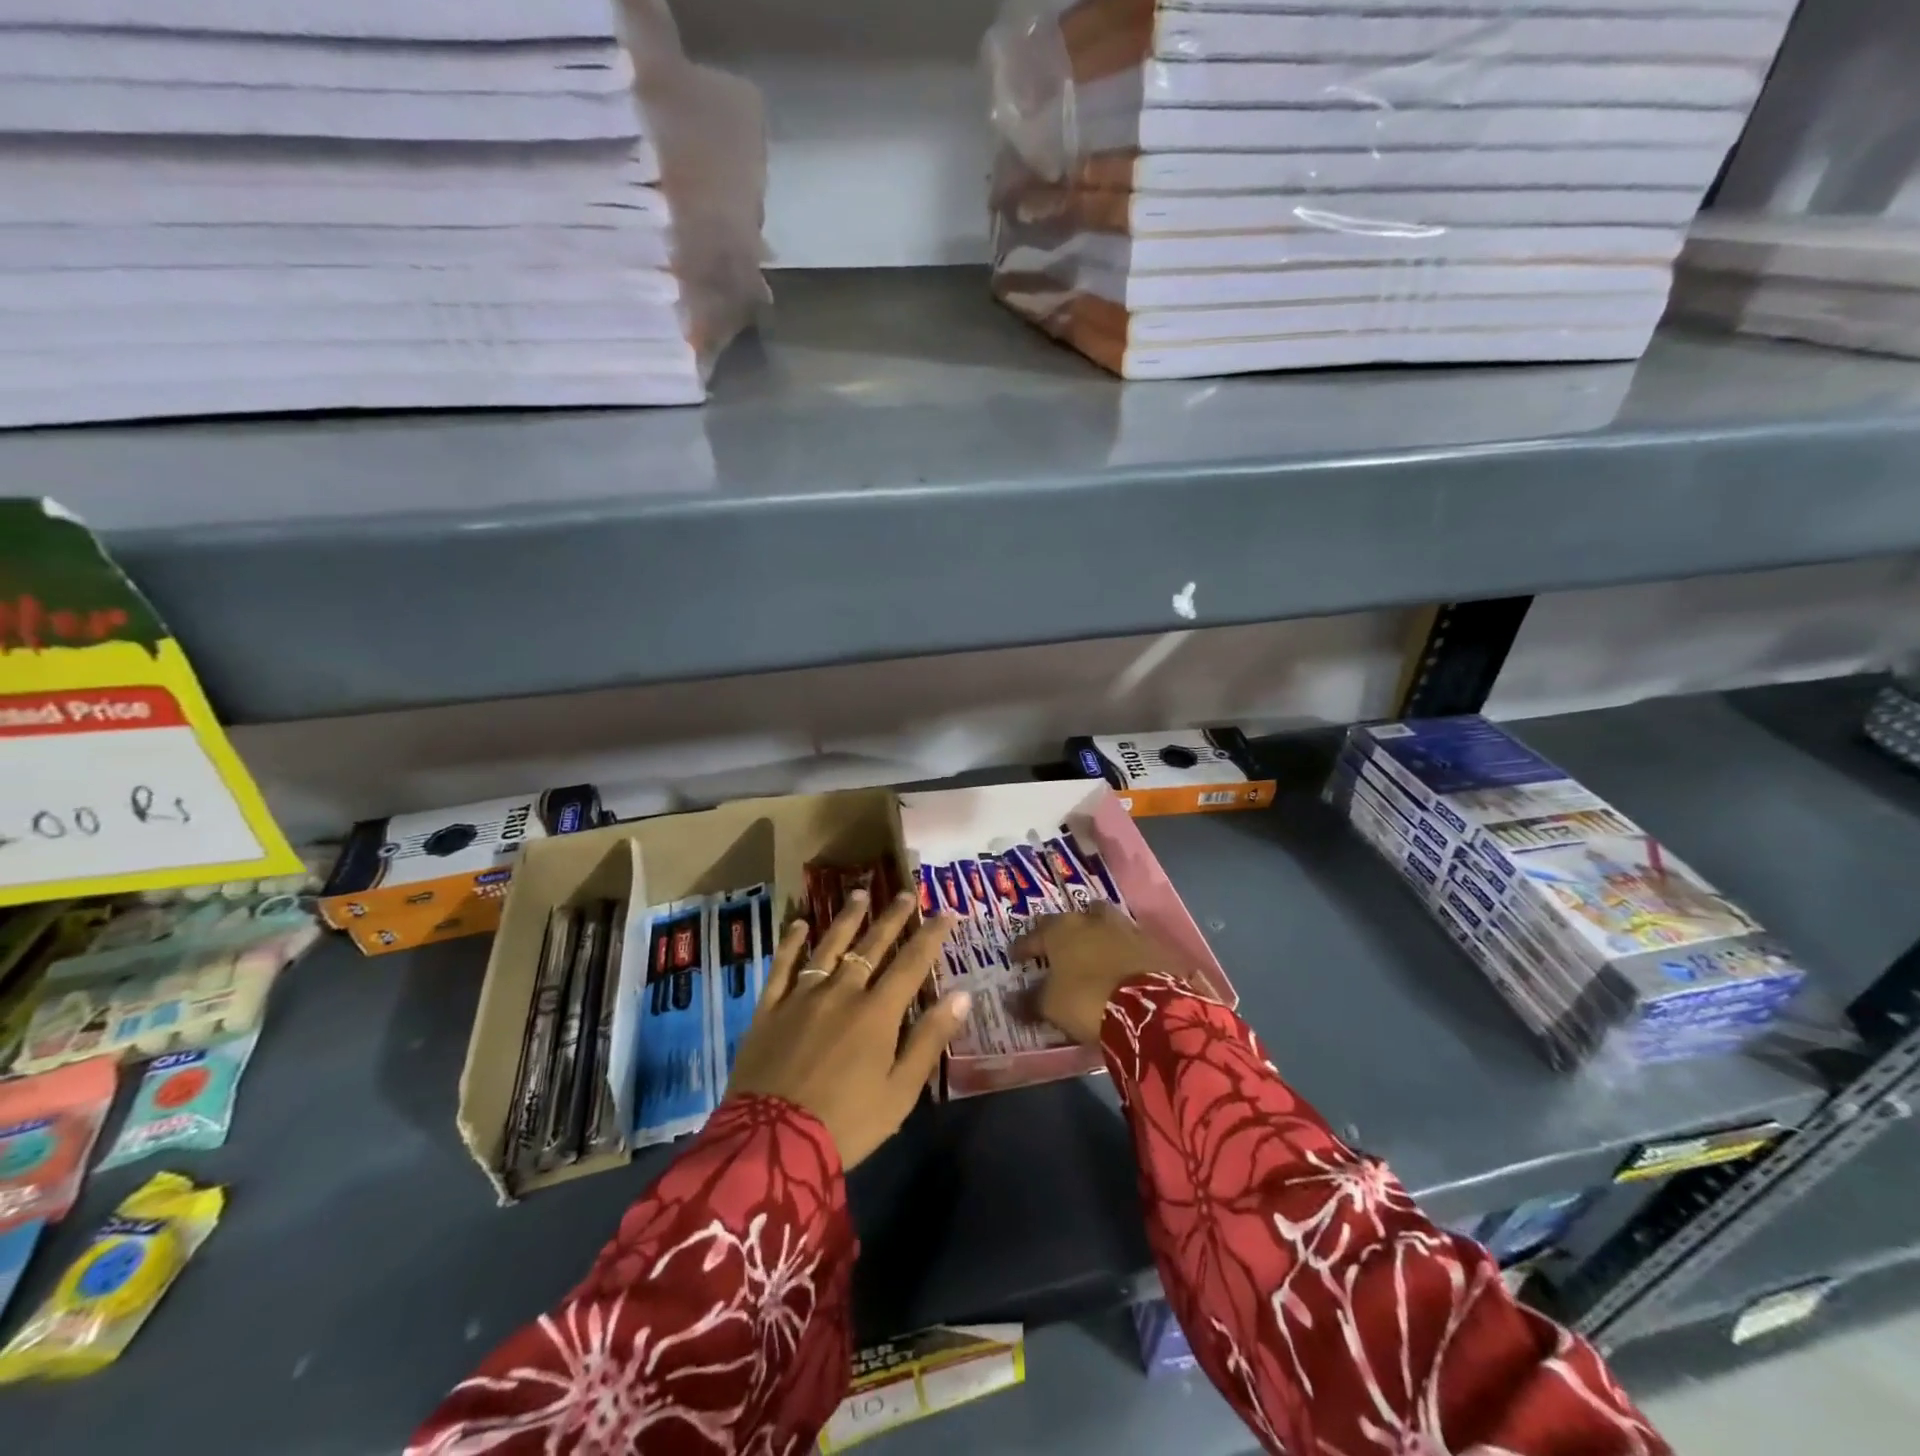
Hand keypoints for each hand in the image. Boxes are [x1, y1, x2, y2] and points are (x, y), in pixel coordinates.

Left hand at [726, 890, 968, 1169]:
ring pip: (829, 946)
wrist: (772, 1145)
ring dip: (847, 919)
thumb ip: (929, 1039)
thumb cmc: (846, 1124)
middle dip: (892, 918)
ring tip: (860, 893)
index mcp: (877, 1013)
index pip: (911, 963)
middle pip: (871, 946)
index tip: (946, 912)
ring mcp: (801, 997)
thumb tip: (962, 995)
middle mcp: (842, 993)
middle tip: (906, 893)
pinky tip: (799, 924)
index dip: (931, 936)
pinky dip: (791, 943)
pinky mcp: (769, 1009)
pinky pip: (781, 967)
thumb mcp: (900, 1092)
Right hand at [1010, 903, 1177, 1045]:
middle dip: (1062, 932)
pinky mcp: (1152, 944)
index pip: (1034, 935)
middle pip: (1072, 919)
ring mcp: (1125, 928)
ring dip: (1096, 934)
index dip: (1023, 947)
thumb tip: (1010, 1001)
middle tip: (1057, 949)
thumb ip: (1030, 1000)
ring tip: (1091, 952)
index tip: (1015, 957)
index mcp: (1061, 930)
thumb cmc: (1088, 1001)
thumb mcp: (1051, 1006)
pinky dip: (1122, 951)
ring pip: (1104, 922)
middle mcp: (1091, 920)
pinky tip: (1121, 965)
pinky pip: (1130, 942)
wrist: (1150, 1008)